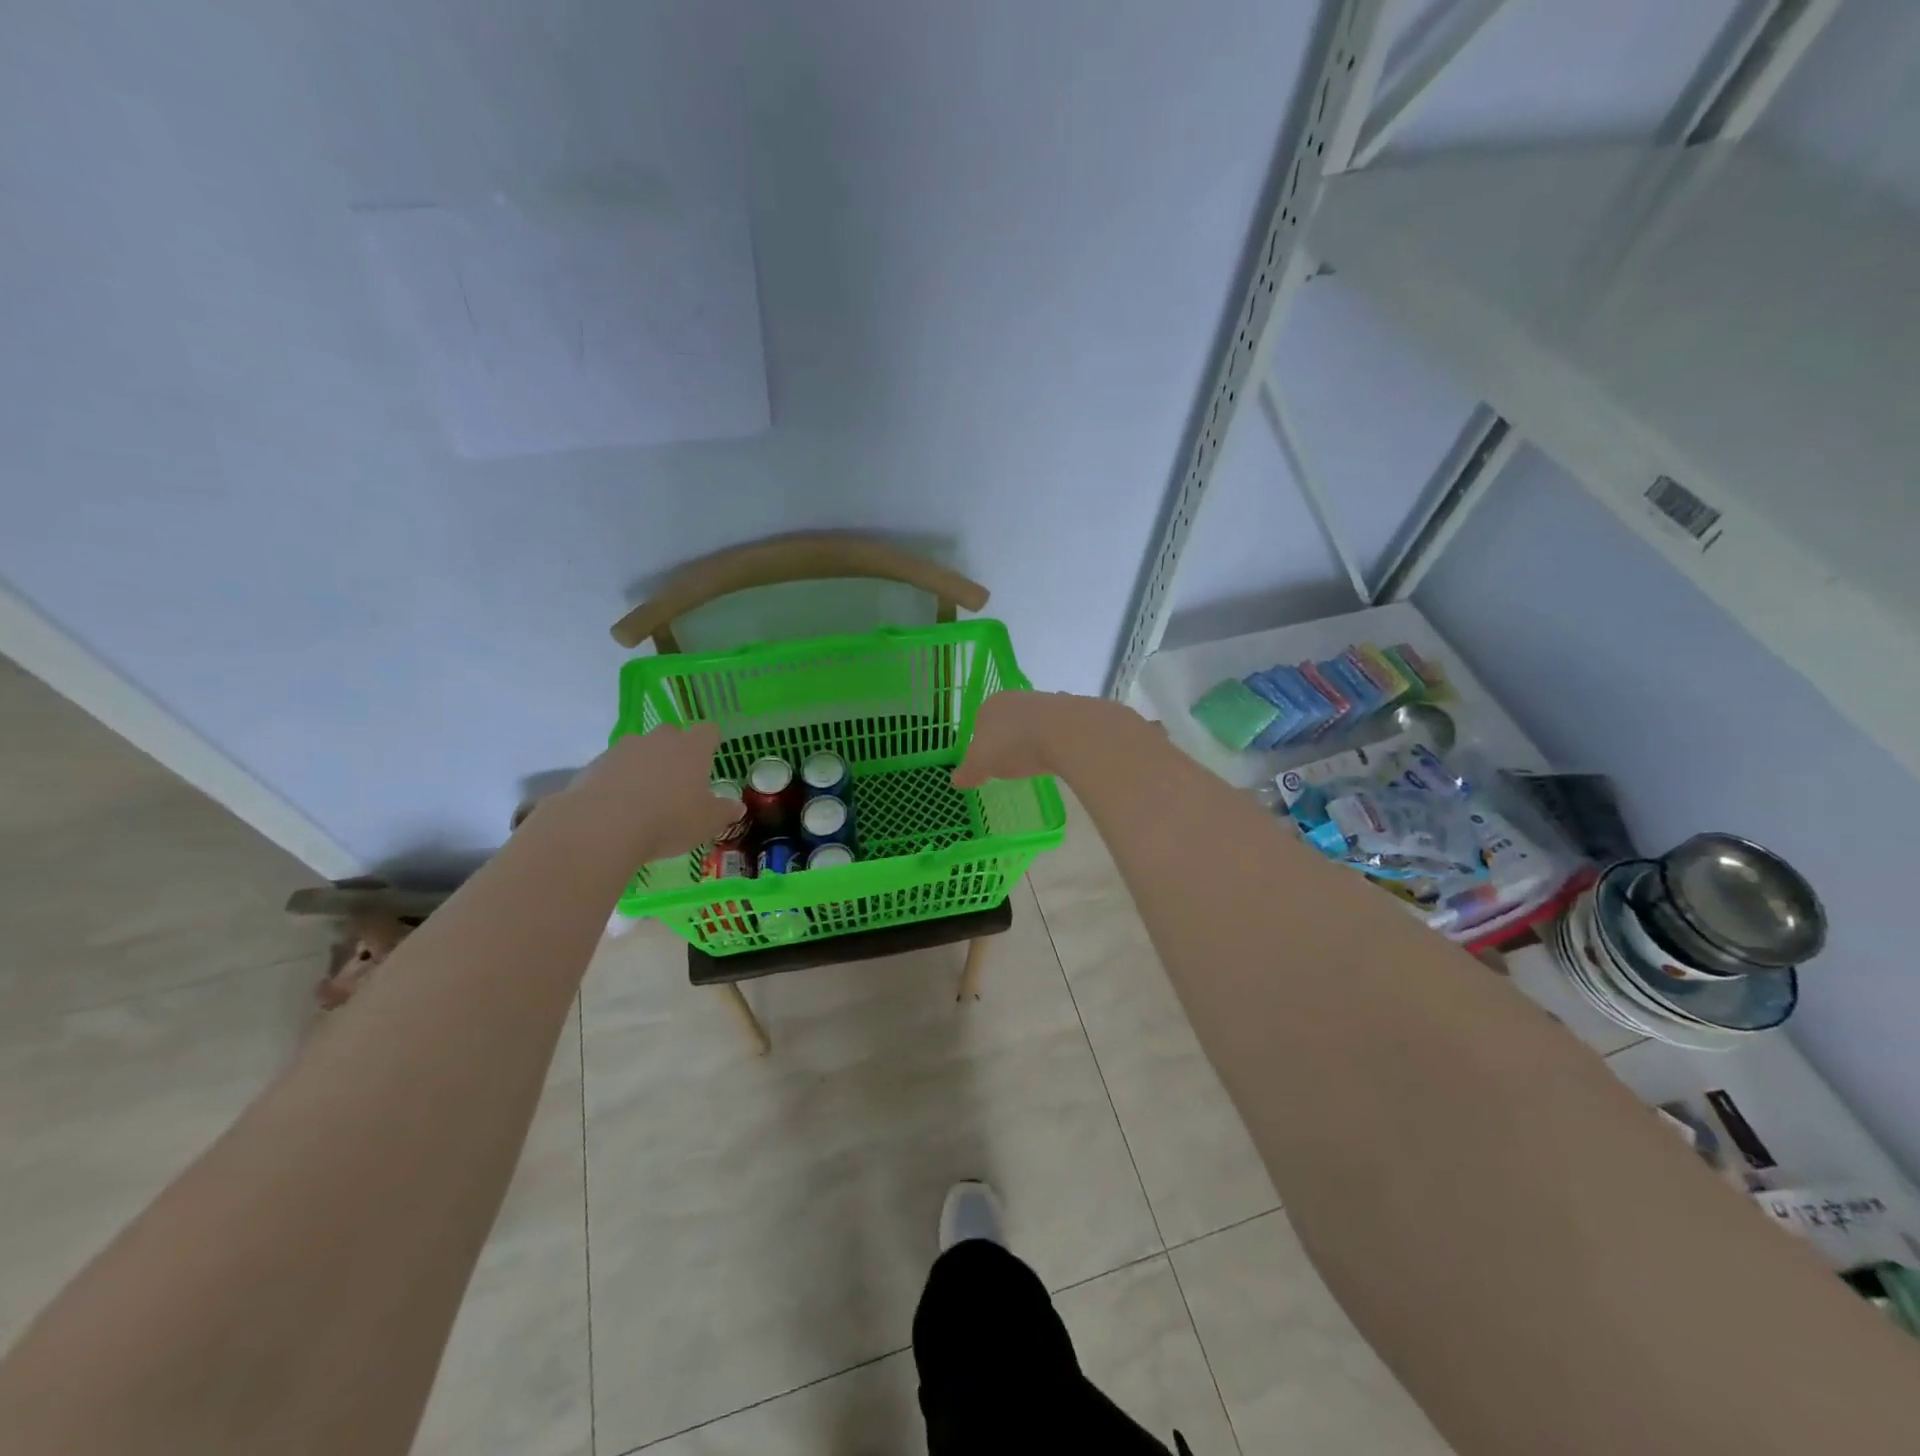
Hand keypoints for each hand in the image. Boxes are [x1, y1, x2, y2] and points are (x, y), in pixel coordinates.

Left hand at [564, 723, 739, 859]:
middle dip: (675, 751)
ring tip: (645, 796)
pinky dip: (619, 779)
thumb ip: (724, 811)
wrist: (603, 826)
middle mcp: (659, 740)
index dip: (710, 742)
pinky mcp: (595, 764)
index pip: (708, 731)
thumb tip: (737, 806)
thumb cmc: (669, 820)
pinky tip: (619, 806)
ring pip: (640, 749)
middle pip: (671, 734)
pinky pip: (614, 766)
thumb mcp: (707, 822)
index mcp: (692, 748)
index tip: (710, 757)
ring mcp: (624, 749)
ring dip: (645, 765)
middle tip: (677, 780)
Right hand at [953, 691, 1108, 787]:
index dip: (981, 743)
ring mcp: (1046, 701)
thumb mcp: (982, 764)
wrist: (1066, 733)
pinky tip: (1058, 755)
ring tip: (1036, 762)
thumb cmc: (1014, 745)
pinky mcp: (1071, 711)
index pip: (979, 723)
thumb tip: (956, 779)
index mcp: (991, 705)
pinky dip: (1055, 740)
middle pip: (1007, 721)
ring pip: (1033, 722)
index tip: (988, 763)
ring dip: (1033, 738)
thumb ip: (968, 771)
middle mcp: (1017, 698)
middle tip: (1011, 763)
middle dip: (1008, 739)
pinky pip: (1057, 729)